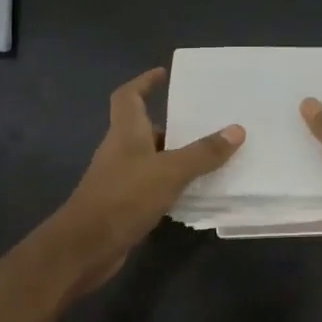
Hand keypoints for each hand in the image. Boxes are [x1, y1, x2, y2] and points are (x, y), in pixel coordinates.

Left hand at [52, 69, 243, 290]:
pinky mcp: (124, 205)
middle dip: (172, 123)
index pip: (128, 96)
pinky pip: (152, 185)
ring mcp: (120, 179)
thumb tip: (237, 130)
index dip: (144, 82)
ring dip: (175, 156)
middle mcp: (120, 151)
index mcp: (125, 132)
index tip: (164, 74)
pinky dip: (171, 184)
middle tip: (205, 121)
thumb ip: (203, 153)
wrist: (85, 248)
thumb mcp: (170, 171)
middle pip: (144, 128)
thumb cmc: (124, 198)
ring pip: (151, 159)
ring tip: (210, 156)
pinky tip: (194, 192)